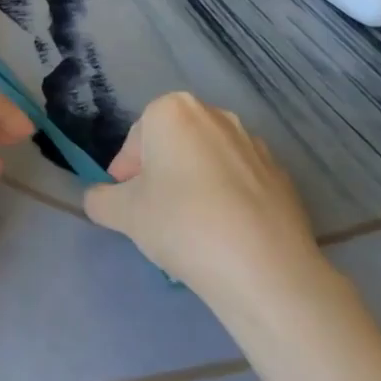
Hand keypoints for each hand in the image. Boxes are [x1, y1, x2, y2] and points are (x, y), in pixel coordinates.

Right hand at [83, 92, 334, 314]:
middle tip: (154, 215)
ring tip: (192, 229)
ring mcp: (254, 144)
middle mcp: (216, 116)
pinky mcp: (282, 176)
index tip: (127, 205)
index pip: (136, 140)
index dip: (126, 174)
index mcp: (173, 111)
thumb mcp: (123, 214)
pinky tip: (225, 235)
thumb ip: (100, 199)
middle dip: (160, 174)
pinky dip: (227, 200)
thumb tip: (99, 198)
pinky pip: (240, 182)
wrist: (264, 269)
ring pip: (207, 162)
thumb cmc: (181, 224)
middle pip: (173, 145)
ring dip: (194, 185)